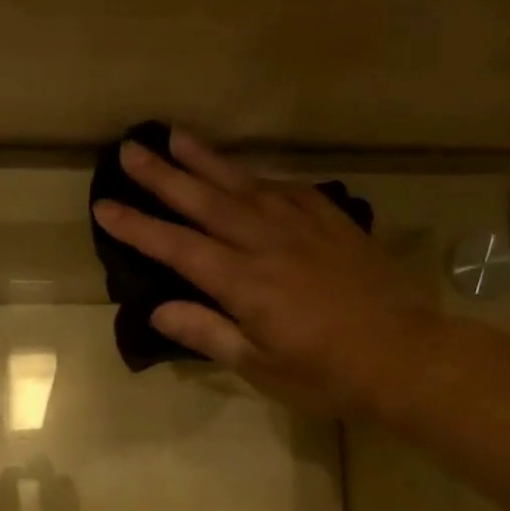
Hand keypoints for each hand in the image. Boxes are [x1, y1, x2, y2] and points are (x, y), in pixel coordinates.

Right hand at [93, 129, 444, 418]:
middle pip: (206, 201)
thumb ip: (208, 332)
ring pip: (246, 184)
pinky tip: (249, 173)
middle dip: (164, 175)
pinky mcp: (334, 223)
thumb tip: (158, 310)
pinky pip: (289, 189)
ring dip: (208, 160)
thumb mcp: (259, 366)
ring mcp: (304, 227)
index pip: (178, 247)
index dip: (138, 227)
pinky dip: (261, 177)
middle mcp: (268, 242)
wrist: (404, 355)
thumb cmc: (325, 373)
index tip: (105, 205)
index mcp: (244, 282)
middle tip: (131, 148)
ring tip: (178, 136)